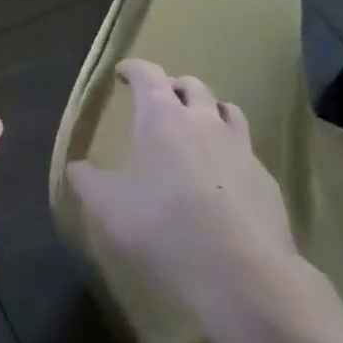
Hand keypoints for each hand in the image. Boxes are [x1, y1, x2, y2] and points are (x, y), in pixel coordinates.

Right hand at [67, 60, 298, 321]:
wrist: (242, 273)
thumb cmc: (163, 226)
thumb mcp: (107, 206)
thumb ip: (88, 181)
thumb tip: (76, 167)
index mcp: (161, 117)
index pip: (148, 74)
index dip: (134, 68)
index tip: (123, 72)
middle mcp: (203, 121)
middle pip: (191, 86)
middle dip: (172, 86)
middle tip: (159, 100)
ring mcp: (240, 148)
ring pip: (227, 110)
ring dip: (208, 109)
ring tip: (197, 125)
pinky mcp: (265, 178)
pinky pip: (245, 149)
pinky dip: (230, 149)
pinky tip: (221, 175)